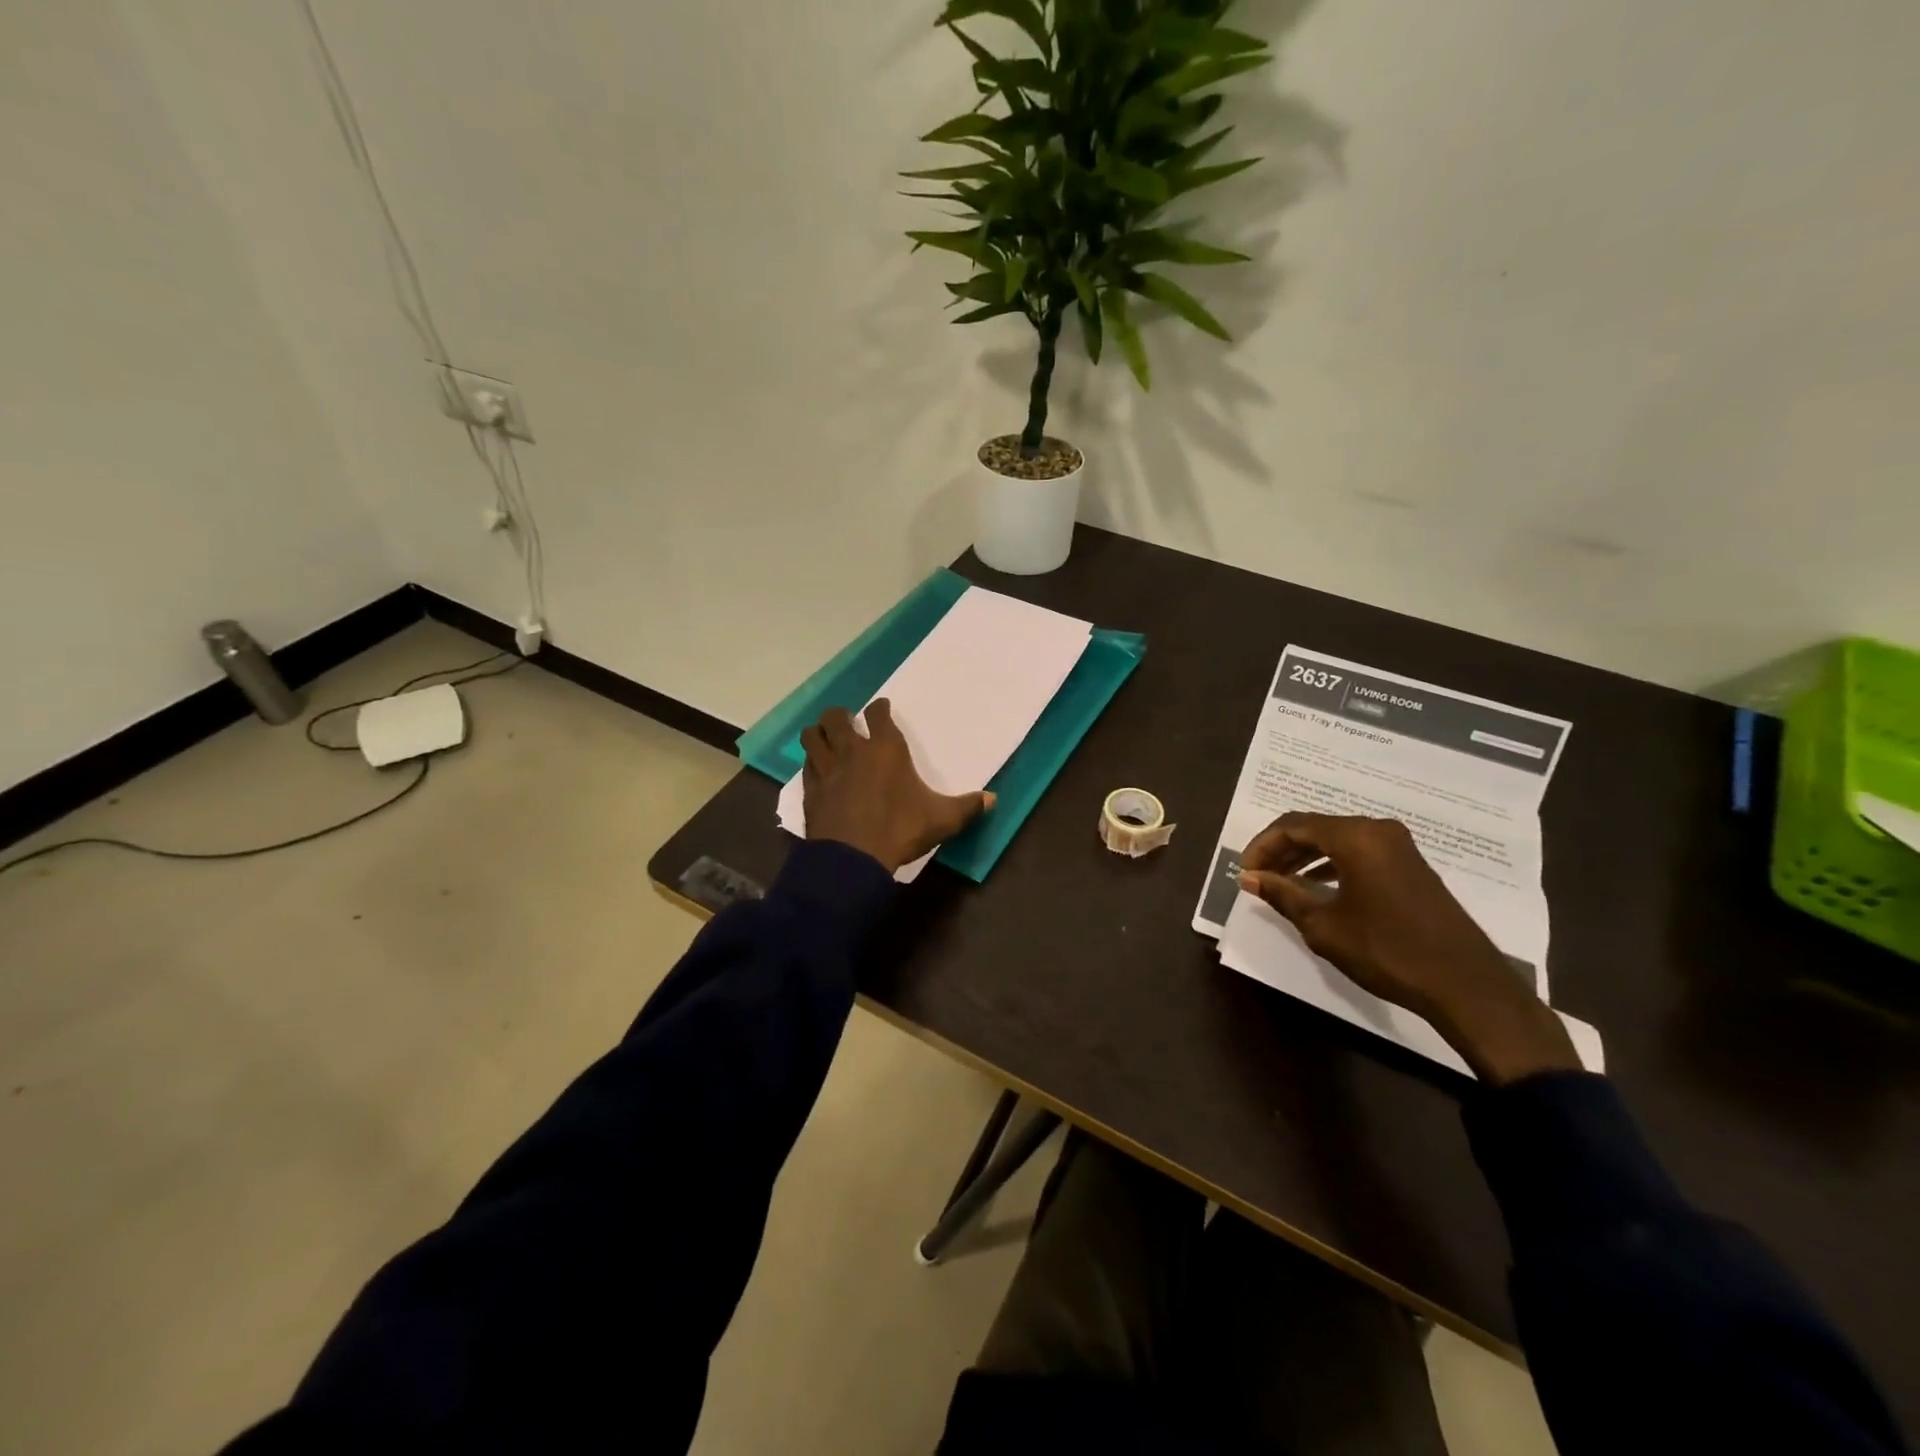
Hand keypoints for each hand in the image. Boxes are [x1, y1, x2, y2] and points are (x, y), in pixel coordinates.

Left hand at [801, 700, 991, 873]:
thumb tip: (993, 799)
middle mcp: (853, 750)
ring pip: (812, 735)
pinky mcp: (810, 789)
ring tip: (825, 739)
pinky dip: (811, 763)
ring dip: (818, 733)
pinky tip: (817, 771)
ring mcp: (827, 768)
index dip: (879, 709)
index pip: (878, 714)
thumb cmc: (900, 830)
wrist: (852, 858)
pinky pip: (806, 765)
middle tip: (847, 723)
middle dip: (841, 715)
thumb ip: (967, 807)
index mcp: (887, 750)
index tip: (881, 709)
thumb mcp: (942, 820)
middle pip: (837, 717)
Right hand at [1237, 813, 1578, 1085]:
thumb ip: (1283, 895)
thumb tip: (1249, 878)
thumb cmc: (1387, 950)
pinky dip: (1331, 864)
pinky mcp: (1410, 865)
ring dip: (1305, 858)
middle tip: (1258, 877)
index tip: (1244, 872)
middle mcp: (1377, 830)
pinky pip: (1358, 852)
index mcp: (1355, 837)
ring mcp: (1399, 846)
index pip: (1292, 826)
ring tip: (1281, 883)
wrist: (1465, 984)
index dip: (1261, 846)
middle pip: (1315, 828)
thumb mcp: (1324, 926)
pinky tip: (1318, 887)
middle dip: (1281, 850)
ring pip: (1337, 840)